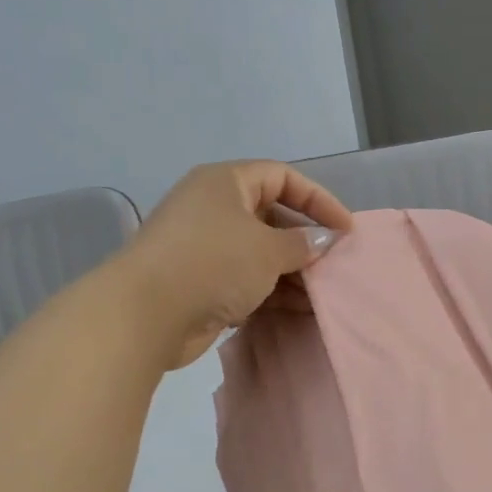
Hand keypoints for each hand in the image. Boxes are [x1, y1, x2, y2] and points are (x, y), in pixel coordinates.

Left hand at [115, 160, 351, 369]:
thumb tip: (323, 240)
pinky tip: (300, 310)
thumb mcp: (267, 249)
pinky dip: (272, 291)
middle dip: (305, 240)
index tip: (346, 228)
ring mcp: (205, 247)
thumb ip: (302, 243)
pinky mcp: (201, 282)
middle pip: (272, 216)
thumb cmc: (213, 263)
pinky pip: (246, 280)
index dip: (318, 199)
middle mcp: (214, 208)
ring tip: (323, 292)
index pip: (282, 177)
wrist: (146, 313)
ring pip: (260, 252)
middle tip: (335, 264)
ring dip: (293, 271)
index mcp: (225, 183)